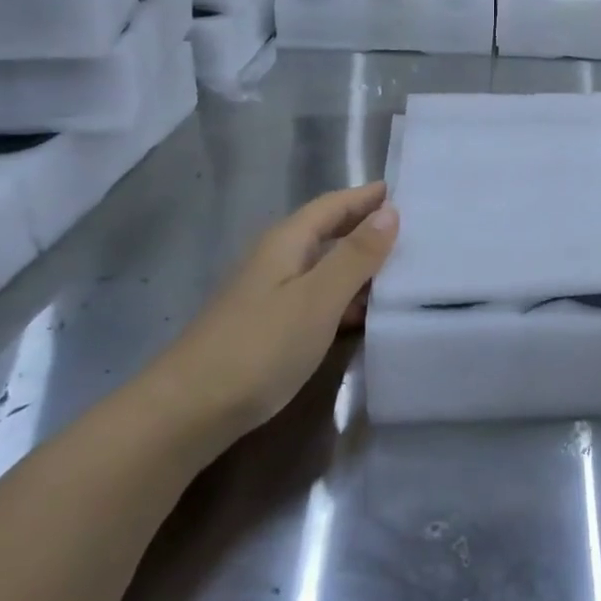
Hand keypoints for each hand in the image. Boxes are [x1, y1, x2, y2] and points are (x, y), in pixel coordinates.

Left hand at [151, 183, 398, 436]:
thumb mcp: (318, 298)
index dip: (367, 196)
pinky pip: (316, 297)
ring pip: (322, 265)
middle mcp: (276, 259)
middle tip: (413, 228)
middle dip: (365, 226)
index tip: (404, 189)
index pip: (333, 205)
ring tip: (402, 268)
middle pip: (327, 232)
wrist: (187, 411)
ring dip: (358, 263)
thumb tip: (390, 211)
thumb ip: (356, 256)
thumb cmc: (259, 347)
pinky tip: (364, 314)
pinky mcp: (268, 327)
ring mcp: (269, 294)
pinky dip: (344, 296)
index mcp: (287, 241)